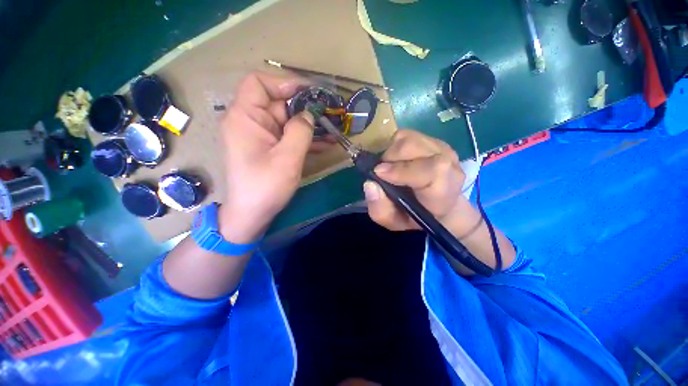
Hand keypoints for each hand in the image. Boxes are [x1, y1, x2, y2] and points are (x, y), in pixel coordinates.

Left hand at [219, 72, 314, 242]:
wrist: (252, 214)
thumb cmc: (265, 187)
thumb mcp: (287, 158)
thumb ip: (300, 131)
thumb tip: (309, 114)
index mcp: (245, 117)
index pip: (259, 83)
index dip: (284, 83)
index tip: (309, 94)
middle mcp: (250, 122)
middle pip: (278, 103)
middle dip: (305, 108)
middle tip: (330, 114)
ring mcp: (261, 136)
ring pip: (287, 121)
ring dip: (309, 125)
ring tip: (333, 130)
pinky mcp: (269, 148)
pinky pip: (288, 136)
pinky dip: (305, 138)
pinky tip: (325, 143)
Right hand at [364, 130, 481, 237]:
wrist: (440, 207)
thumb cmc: (416, 217)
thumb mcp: (395, 223)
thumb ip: (380, 209)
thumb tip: (369, 184)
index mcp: (444, 190)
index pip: (432, 169)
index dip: (402, 169)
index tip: (378, 173)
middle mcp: (448, 164)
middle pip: (413, 146)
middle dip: (389, 158)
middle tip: (383, 173)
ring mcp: (442, 149)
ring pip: (407, 137)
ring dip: (391, 152)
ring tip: (390, 167)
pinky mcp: (434, 141)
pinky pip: (408, 135)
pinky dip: (396, 146)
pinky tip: (399, 161)